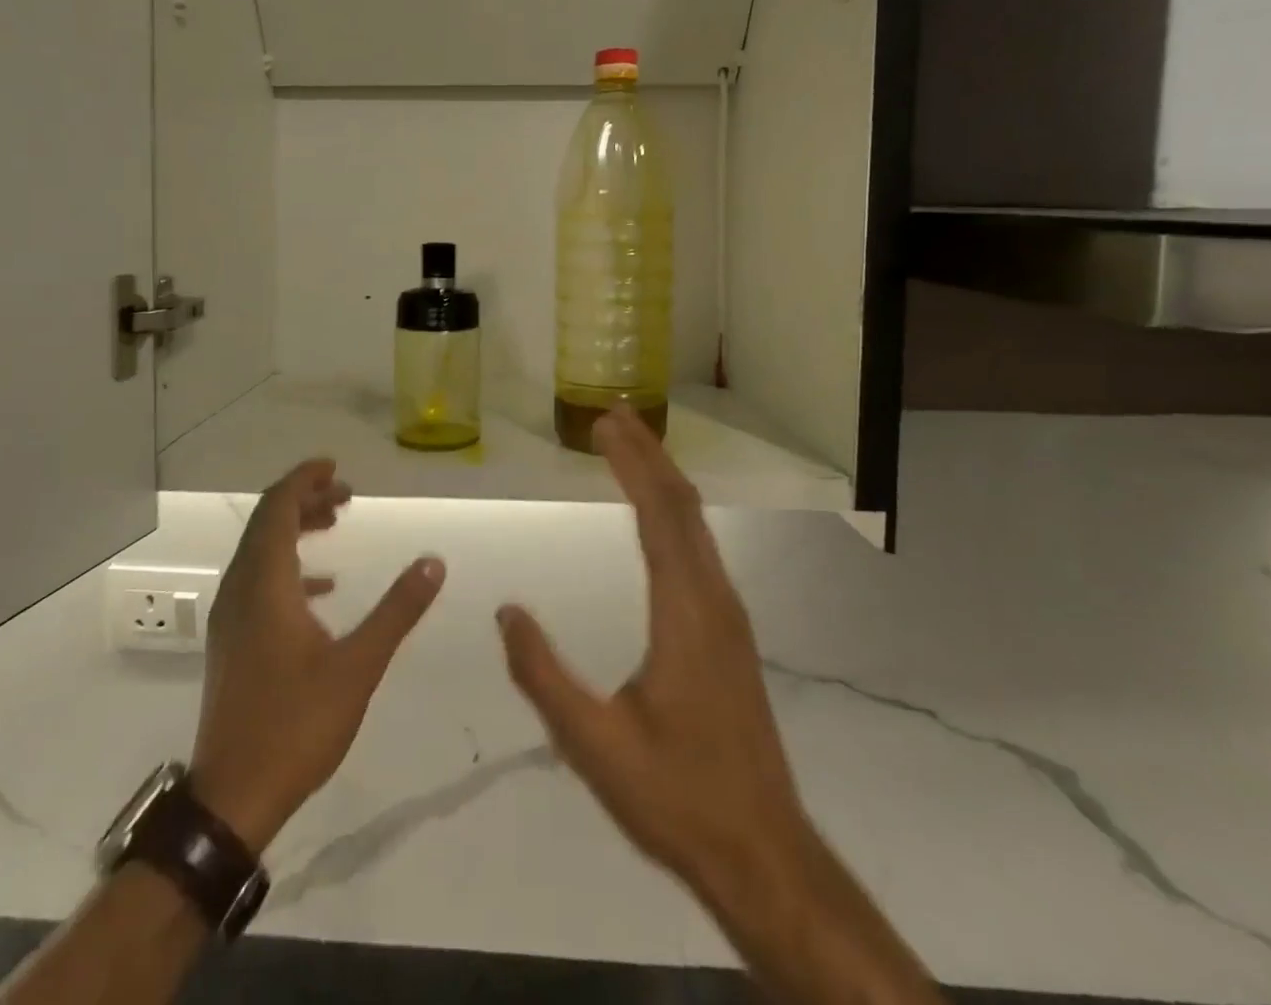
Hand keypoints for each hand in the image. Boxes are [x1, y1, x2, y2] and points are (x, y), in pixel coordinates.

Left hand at [189, 459, 444, 853]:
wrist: (233, 797)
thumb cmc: (296, 725)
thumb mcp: (358, 665)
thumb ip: (397, 610)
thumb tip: (434, 561)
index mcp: (265, 584)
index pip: (277, 508)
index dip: (303, 479)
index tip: (335, 466)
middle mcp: (240, 589)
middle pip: (268, 523)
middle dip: (305, 499)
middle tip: (346, 494)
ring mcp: (231, 617)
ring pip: (261, 550)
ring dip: (296, 529)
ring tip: (336, 522)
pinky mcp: (233, 641)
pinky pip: (258, 580)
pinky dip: (289, 566)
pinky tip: (322, 587)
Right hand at [496, 408, 803, 899]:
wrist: (763, 854)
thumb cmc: (676, 797)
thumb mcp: (593, 744)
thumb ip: (543, 675)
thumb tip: (507, 610)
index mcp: (685, 615)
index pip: (658, 517)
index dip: (631, 465)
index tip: (603, 426)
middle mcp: (714, 601)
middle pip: (683, 507)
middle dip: (648, 454)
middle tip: (612, 416)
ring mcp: (728, 617)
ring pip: (697, 526)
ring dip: (664, 478)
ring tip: (631, 448)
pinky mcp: (730, 634)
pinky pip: (702, 549)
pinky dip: (675, 512)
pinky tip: (660, 515)